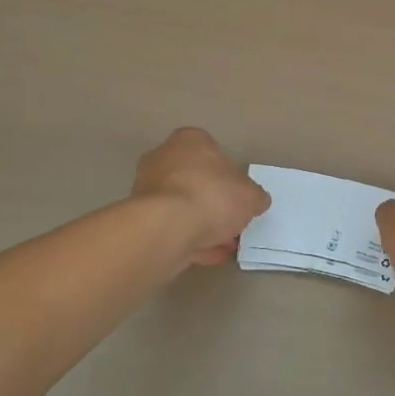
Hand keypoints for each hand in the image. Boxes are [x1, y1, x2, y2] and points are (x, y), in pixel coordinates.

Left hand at [132, 127, 269, 265]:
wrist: (166, 228)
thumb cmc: (212, 196)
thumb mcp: (251, 196)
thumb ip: (254, 197)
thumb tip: (255, 201)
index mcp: (190, 140)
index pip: (213, 152)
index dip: (229, 177)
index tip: (238, 198)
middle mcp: (164, 157)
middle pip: (195, 180)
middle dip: (213, 203)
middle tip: (231, 224)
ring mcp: (147, 188)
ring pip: (181, 206)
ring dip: (200, 224)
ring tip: (221, 246)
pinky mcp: (139, 217)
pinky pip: (170, 227)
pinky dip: (187, 239)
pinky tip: (205, 255)